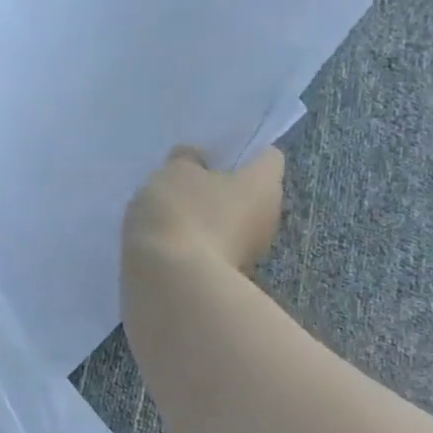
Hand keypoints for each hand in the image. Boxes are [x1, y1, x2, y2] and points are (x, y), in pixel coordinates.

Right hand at [122, 145, 284, 276]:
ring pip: (228, 223)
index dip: (240, 149)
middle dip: (218, 186)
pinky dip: (192, 244)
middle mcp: (268, 217)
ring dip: (204, 218)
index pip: (266, 155)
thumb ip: (185, 160)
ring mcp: (248, 252)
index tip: (207, 151)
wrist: (170, 283)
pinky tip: (164, 243)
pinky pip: (210, 249)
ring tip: (166, 215)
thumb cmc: (180, 213)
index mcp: (265, 183)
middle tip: (182, 182)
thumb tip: (195, 160)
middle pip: (247, 192)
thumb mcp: (173, 172)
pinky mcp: (225, 277)